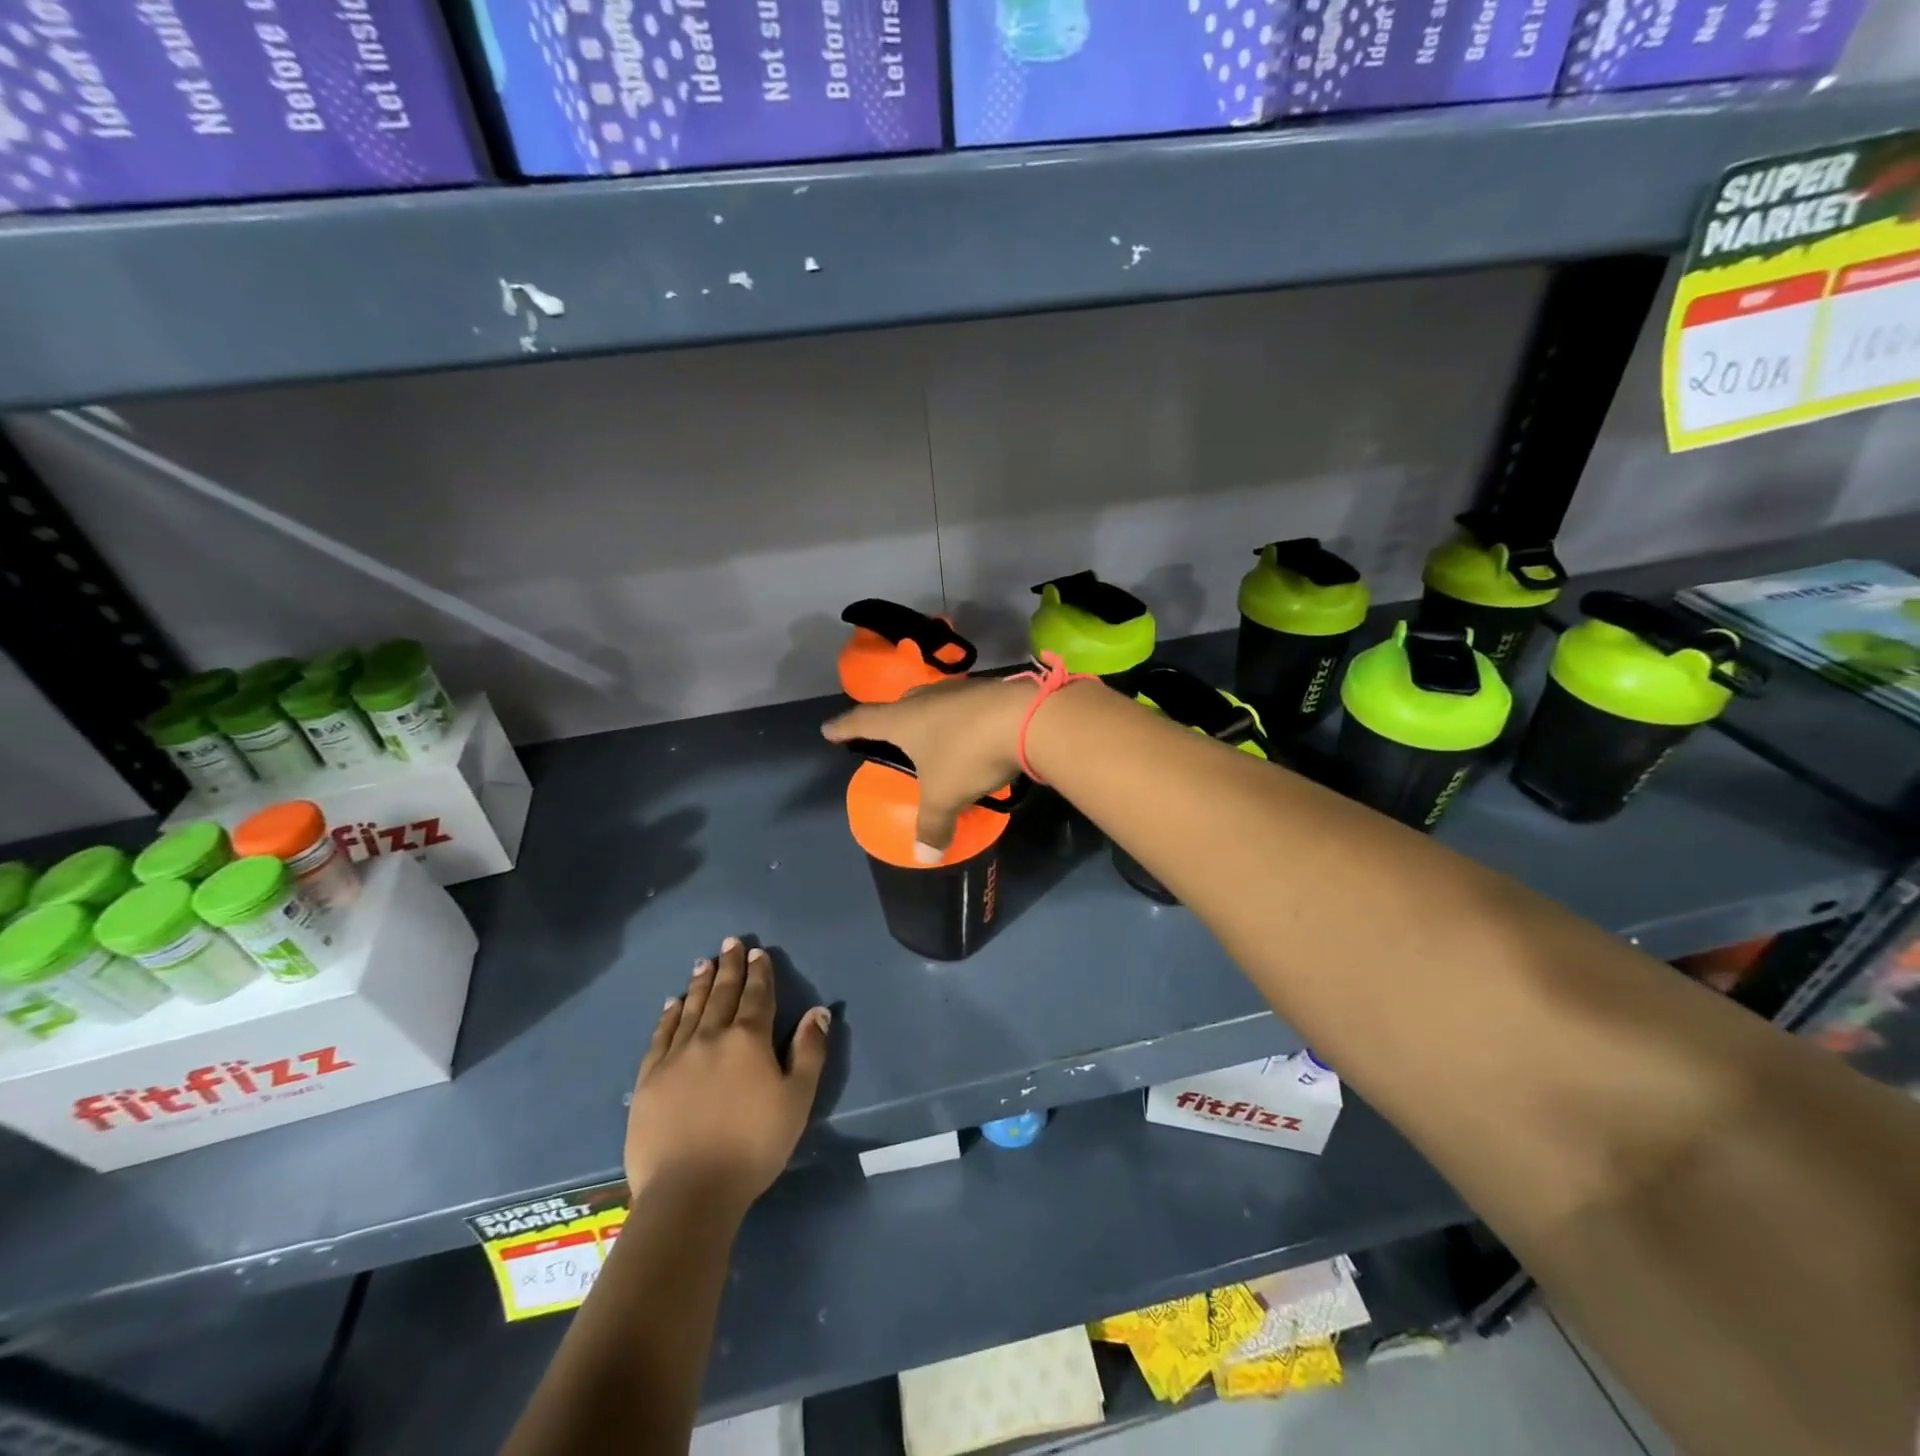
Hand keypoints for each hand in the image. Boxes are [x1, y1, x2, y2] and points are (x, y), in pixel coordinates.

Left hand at [625, 938, 830, 1217]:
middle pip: (722, 993)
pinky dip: (670, 1015)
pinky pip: (661, 1035)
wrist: (689, 1192)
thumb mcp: (797, 1099)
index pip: (756, 995)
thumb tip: (819, 1011)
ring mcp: (676, 1056)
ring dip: (701, 983)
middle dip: (729, 966)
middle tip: (730, 942)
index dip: (759, 972)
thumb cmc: (754, 1146)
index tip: (757, 952)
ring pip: (691, 1008)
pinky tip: (673, 1003)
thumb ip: (809, 1051)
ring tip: (704, 962)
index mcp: (749, 1040)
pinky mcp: (649, 1078)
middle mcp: (711, 1036)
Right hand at [821, 676, 1035, 859]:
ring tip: (930, 734)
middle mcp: (925, 697)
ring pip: (932, 702)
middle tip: (888, 734)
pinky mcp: (988, 690)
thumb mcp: (946, 796)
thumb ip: (933, 825)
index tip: (828, 729)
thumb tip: (925, 857)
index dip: (844, 728)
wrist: (1027, 719)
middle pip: (899, 706)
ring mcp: (958, 689)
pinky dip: (959, 719)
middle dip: (890, 720)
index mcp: (903, 719)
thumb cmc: (968, 755)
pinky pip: (962, 705)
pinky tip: (970, 732)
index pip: (863, 721)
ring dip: (928, 717)